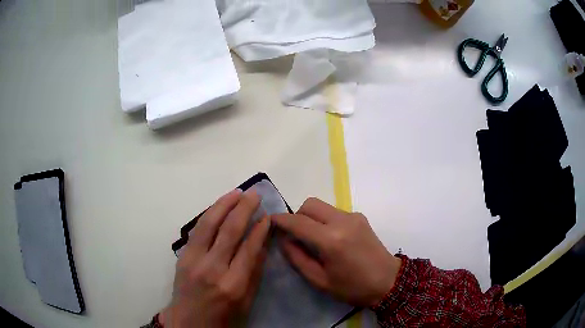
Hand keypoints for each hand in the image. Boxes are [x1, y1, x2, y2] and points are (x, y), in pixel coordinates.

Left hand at [162, 189, 270, 327]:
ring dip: (223, 204)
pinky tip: (218, 207)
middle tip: (254, 194)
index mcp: (233, 285)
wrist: (188, 323)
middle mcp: (212, 269)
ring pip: (209, 224)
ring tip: (237, 193)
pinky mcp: (182, 256)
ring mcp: (193, 260)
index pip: (249, 248)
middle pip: (229, 230)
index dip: (260, 229)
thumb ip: (254, 273)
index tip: (267, 215)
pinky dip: (209, 215)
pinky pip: (197, 230)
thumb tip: (262, 244)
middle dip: (243, 208)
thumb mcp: (246, 302)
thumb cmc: (223, 318)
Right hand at [272, 198, 401, 306]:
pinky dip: (324, 220)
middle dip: (297, 215)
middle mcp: (342, 221)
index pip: (298, 222)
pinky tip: (330, 238)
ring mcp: (353, 216)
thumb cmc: (352, 287)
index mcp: (331, 240)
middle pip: (310, 204)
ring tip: (313, 239)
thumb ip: (297, 258)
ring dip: (311, 217)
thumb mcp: (319, 280)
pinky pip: (334, 212)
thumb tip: (284, 240)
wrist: (388, 281)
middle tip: (294, 234)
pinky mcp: (360, 217)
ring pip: (322, 206)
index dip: (281, 220)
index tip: (269, 221)